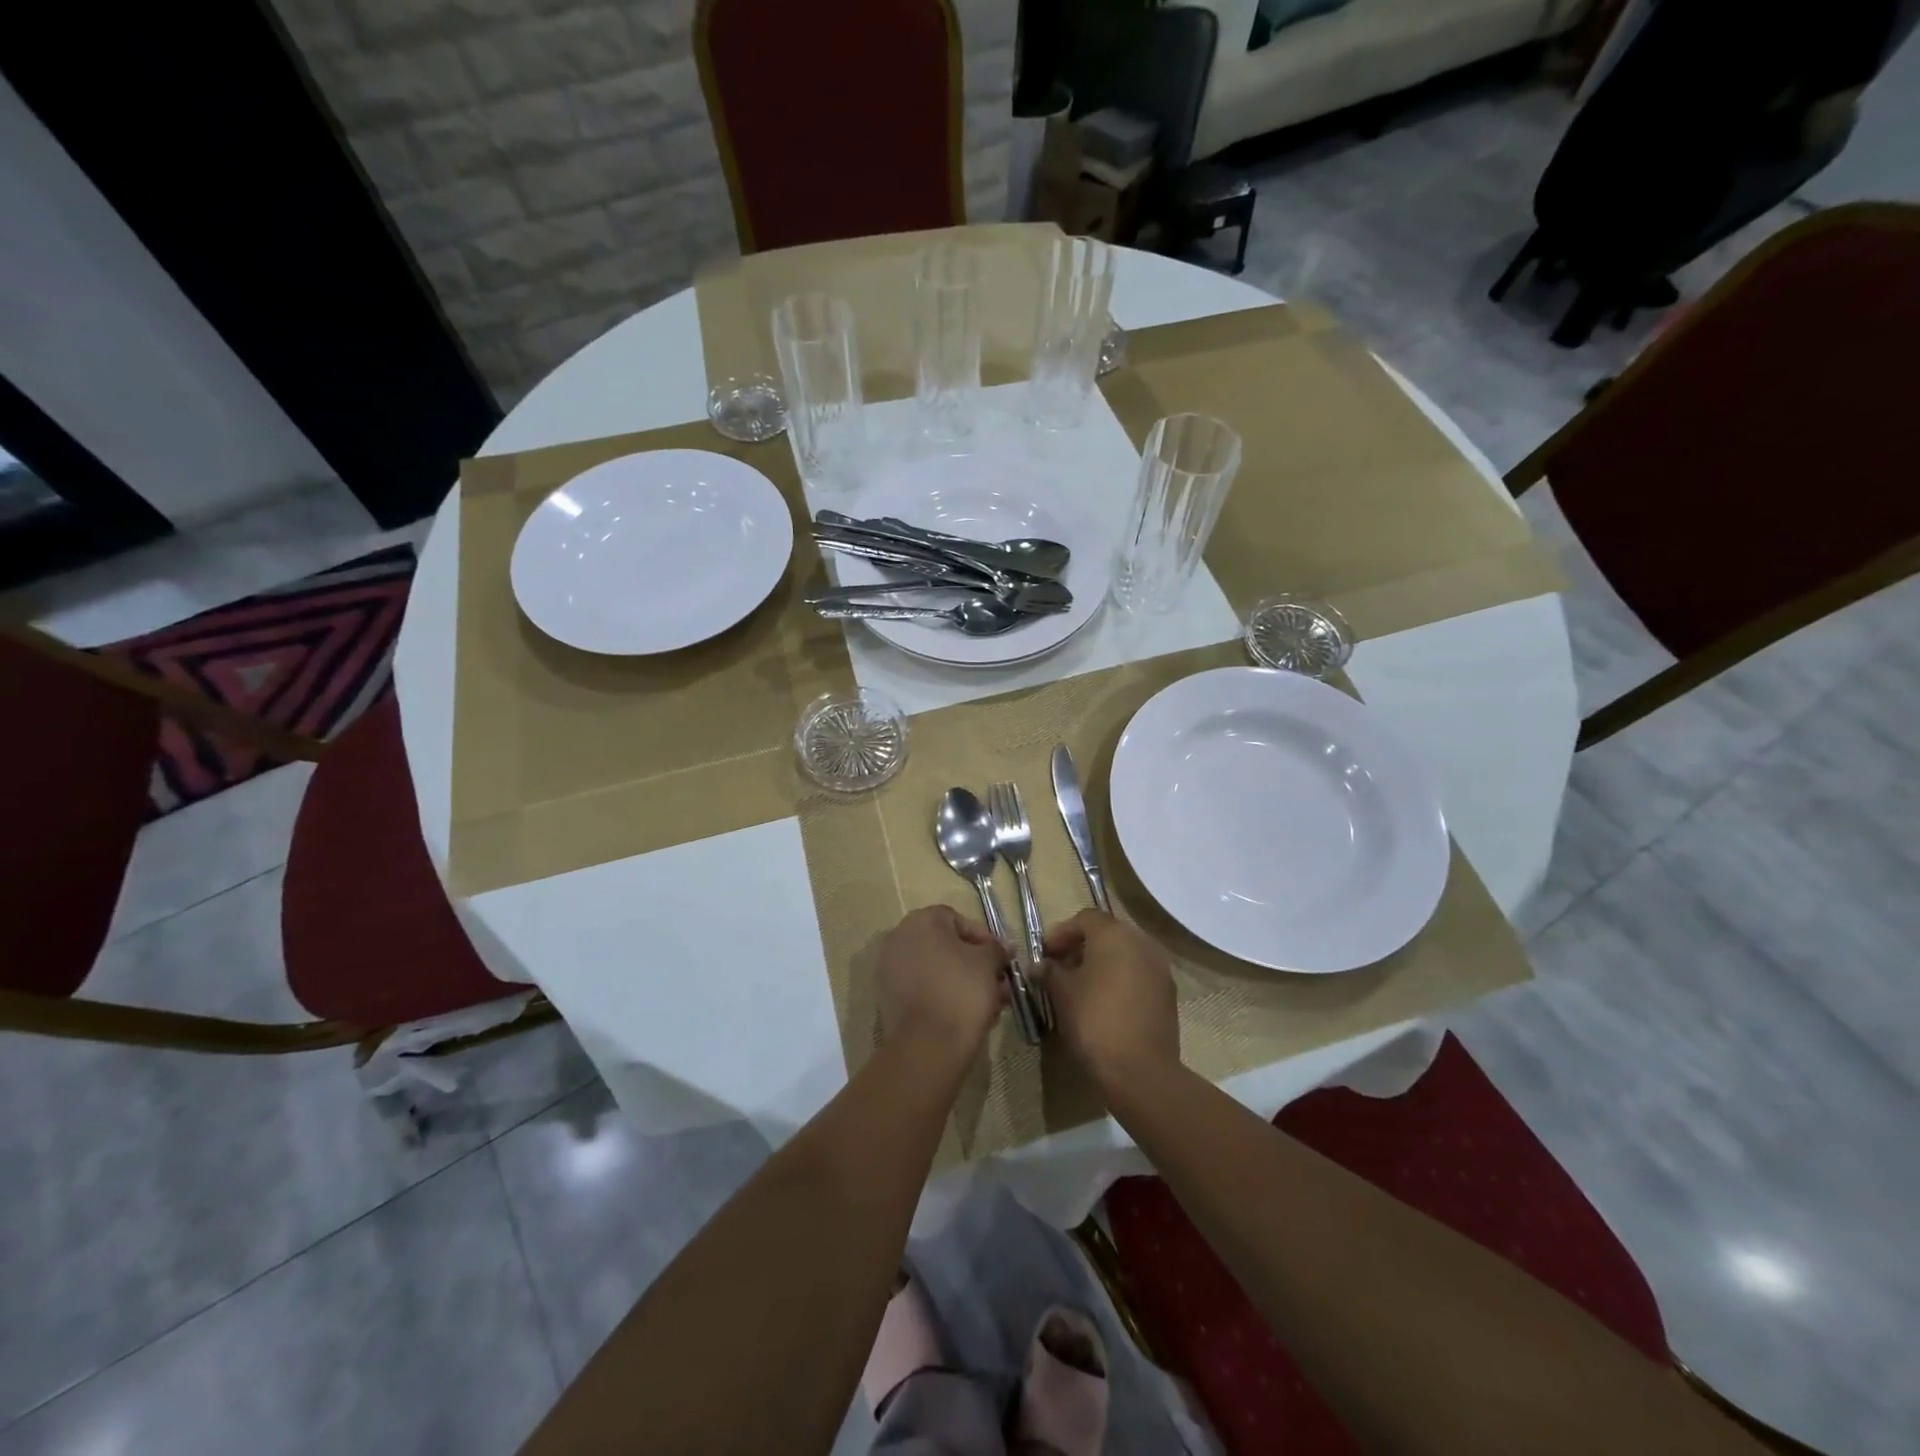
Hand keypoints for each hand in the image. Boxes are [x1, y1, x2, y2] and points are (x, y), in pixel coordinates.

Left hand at [876, 905, 1008, 1059]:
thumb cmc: (960, 991)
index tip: (1002, 960)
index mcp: (920, 921)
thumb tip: (1003, 946)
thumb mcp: (988, 963)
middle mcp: (899, 939)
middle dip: (975, 965)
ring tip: (990, 1004)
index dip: (984, 939)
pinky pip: (923, 990)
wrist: (927, 1045)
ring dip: (963, 982)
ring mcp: (889, 970)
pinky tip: (967, 1016)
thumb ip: (996, 949)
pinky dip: (943, 997)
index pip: (958, 920)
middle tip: (998, 984)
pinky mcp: (888, 999)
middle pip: (946, 947)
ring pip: (935, 971)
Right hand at [1044, 911, 1178, 1089]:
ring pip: (1125, 955)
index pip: (1085, 918)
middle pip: (1107, 934)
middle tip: (1061, 969)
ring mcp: (1160, 968)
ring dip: (1102, 964)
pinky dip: (1120, 980)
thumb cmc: (1094, 1021)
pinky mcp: (1168, 994)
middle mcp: (1142, 943)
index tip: (1046, 955)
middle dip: (1082, 947)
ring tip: (1081, 988)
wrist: (1141, 1070)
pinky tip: (1105, 1004)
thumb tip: (1041, 966)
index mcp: (1114, 934)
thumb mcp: (1062, 993)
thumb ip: (1049, 972)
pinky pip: (1139, 975)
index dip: (1062, 933)